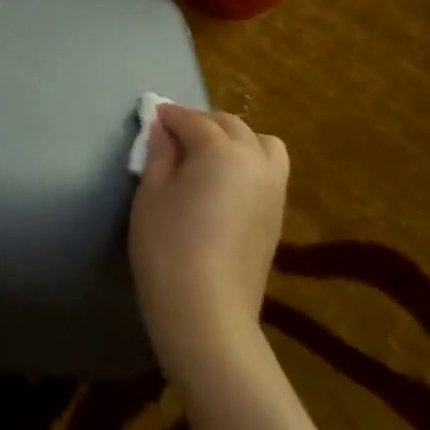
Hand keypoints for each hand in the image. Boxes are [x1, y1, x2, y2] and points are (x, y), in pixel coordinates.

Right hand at [129, 103, 288, 381]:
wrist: (208, 313)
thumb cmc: (168, 248)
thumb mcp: (151, 194)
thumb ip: (159, 154)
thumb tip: (162, 130)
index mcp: (220, 150)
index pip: (192, 121)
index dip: (169, 116)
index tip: (152, 119)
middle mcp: (254, 160)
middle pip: (230, 126)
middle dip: (201, 123)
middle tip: (172, 135)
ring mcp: (273, 188)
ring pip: (260, 143)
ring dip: (234, 138)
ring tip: (207, 155)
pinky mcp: (278, 214)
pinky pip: (269, 169)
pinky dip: (250, 160)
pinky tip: (225, 181)